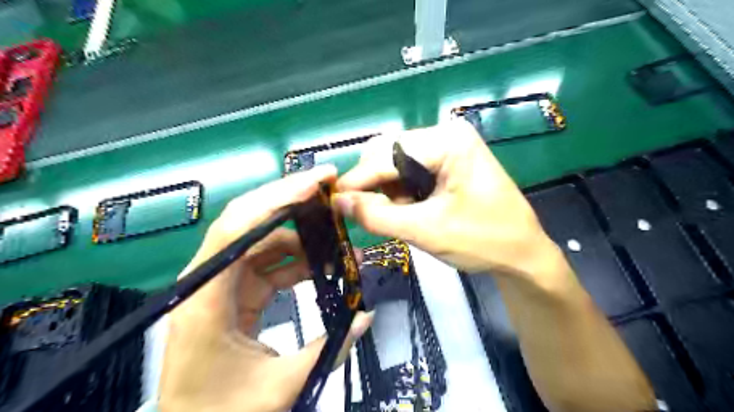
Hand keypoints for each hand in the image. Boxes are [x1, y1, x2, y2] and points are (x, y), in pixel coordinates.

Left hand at [163, 165, 373, 411]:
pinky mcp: (235, 294)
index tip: (319, 182)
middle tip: (333, 194)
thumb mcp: (279, 388)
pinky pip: (269, 264)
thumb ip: (328, 350)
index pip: (238, 227)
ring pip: (264, 242)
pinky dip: (298, 261)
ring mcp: (222, 285)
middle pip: (251, 222)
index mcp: (206, 298)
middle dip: (294, 204)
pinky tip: (324, 267)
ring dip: (303, 239)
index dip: (278, 198)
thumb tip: (367, 316)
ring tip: (341, 246)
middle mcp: (208, 280)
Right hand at [335, 117, 563, 281]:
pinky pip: (407, 173)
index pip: (387, 154)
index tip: (333, 202)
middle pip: (388, 152)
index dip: (358, 180)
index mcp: (448, 141)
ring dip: (386, 191)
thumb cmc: (483, 241)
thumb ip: (378, 216)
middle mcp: (445, 136)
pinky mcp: (445, 164)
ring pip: (394, 164)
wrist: (523, 256)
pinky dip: (398, 193)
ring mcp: (446, 149)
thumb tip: (338, 201)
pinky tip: (407, 211)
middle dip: (374, 185)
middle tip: (371, 215)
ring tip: (397, 217)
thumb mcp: (427, 231)